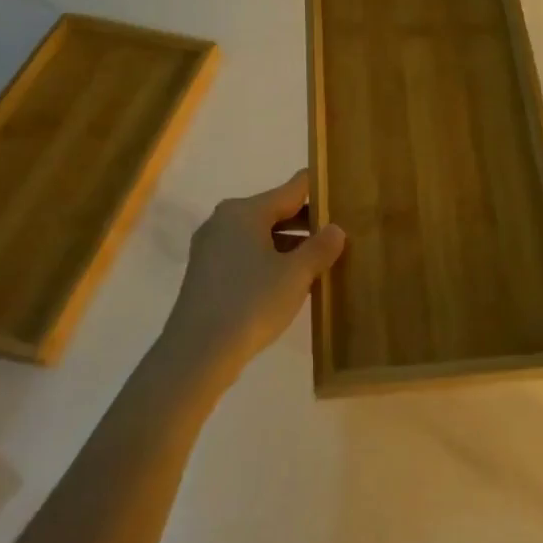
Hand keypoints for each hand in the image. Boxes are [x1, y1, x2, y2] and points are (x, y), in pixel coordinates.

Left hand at [155, 170, 344, 386]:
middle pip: (275, 211)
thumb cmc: (251, 303)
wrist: (197, 353)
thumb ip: (320, 247)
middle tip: (340, 234)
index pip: (292, 189)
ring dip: (289, 245)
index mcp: (245, 211)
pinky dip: (269, 260)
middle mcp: (224, 220)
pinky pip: (245, 255)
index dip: (320, 190)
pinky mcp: (206, 273)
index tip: (344, 195)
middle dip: (307, 222)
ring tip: (320, 261)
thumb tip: (336, 229)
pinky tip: (289, 281)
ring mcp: (211, 247)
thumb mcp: (296, 275)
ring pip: (260, 235)